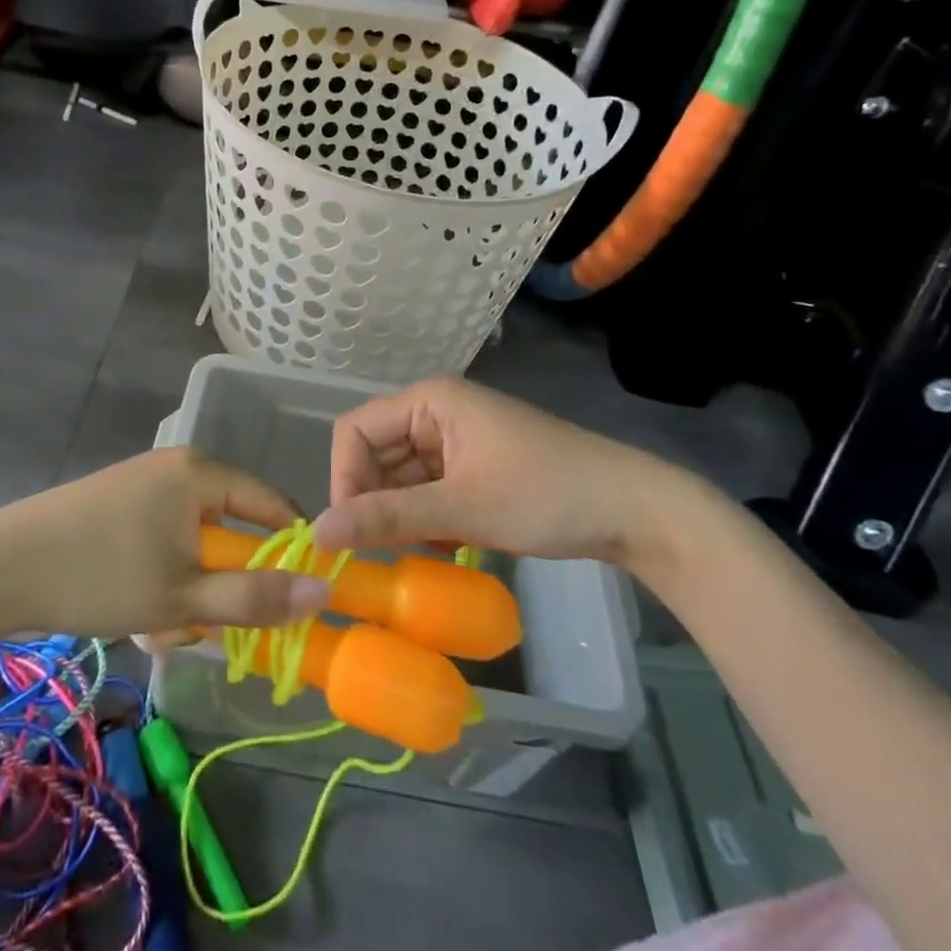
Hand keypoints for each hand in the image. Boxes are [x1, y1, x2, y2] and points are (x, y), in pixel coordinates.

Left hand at [0, 447, 331, 637]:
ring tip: (158, 625)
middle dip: (222, 584)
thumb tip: (325, 589)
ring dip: (187, 589)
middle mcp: (175, 466)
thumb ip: (256, 598)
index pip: (272, 503)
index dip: (291, 550)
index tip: (295, 598)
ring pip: (192, 542)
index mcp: (199, 472)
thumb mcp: (184, 597)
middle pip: (228, 527)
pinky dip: (160, 577)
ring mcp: (141, 483)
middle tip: (201, 625)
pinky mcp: (115, 504)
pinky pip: (161, 540)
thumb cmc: (101, 575)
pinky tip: (135, 608)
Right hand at [311, 377, 704, 569]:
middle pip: (376, 453)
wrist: (633, 511)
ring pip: (401, 475)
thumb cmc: (544, 495)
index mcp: (429, 401)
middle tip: (383, 550)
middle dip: (374, 499)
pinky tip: (445, 543)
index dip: (345, 477)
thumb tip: (318, 533)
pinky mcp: (474, 465)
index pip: (355, 430)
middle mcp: (436, 412)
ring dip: (401, 513)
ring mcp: (457, 439)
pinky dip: (426, 517)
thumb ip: (386, 518)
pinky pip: (428, 488)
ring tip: (418, 550)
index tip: (352, 530)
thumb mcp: (461, 508)